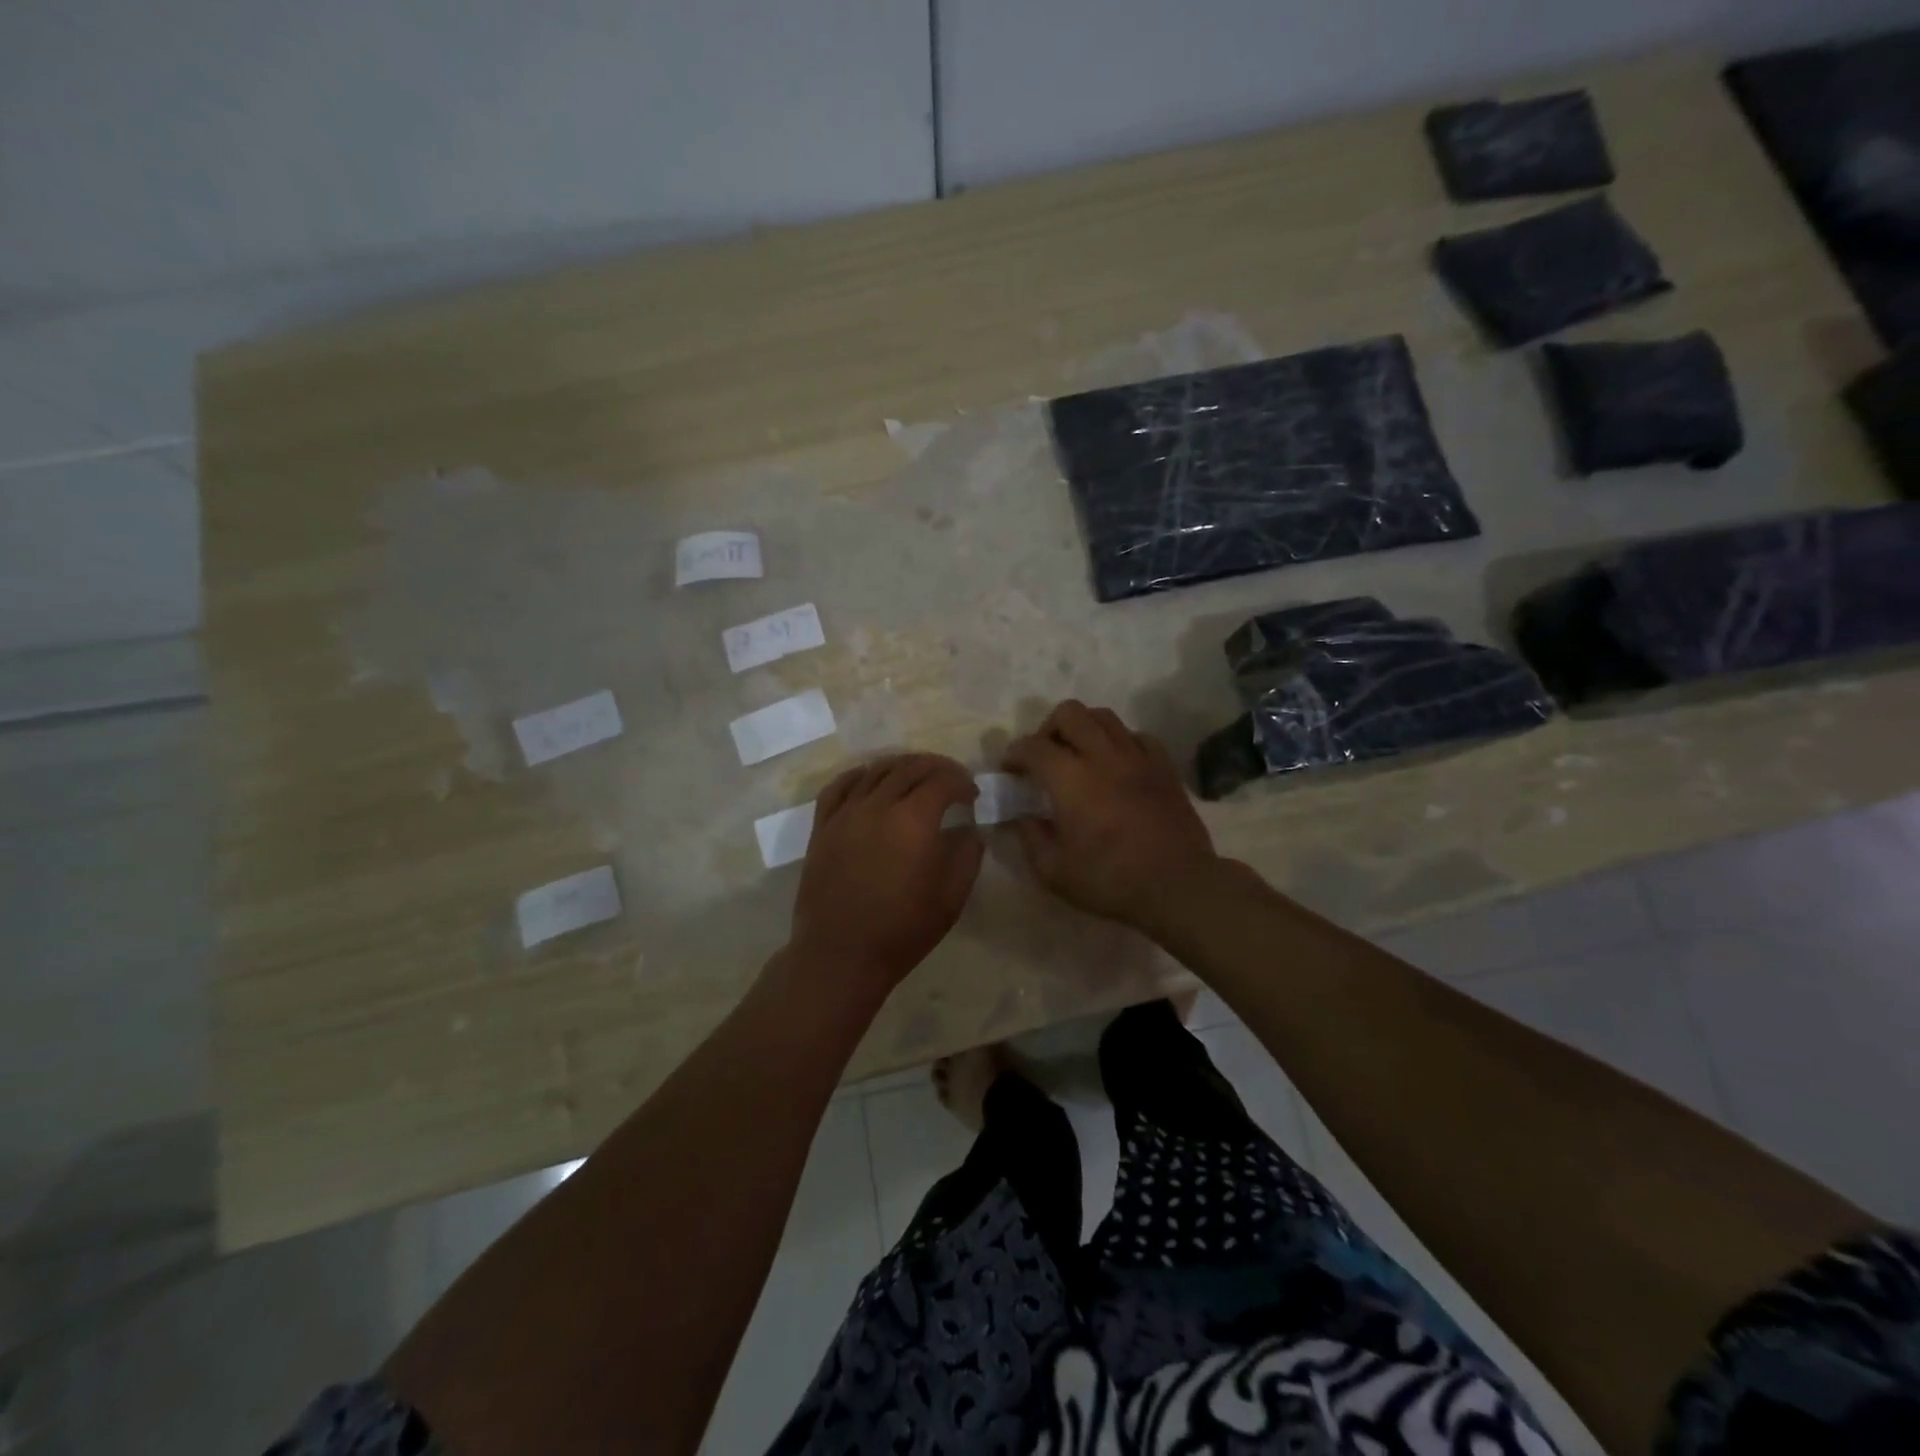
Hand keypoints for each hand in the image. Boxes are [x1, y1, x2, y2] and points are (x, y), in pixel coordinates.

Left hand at [788, 754, 983, 993]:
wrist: (840, 955)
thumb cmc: (903, 930)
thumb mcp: (952, 897)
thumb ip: (967, 855)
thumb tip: (969, 830)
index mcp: (914, 820)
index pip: (943, 780)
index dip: (962, 782)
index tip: (972, 795)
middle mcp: (877, 805)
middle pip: (910, 767)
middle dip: (936, 767)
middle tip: (950, 779)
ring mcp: (845, 813)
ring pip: (875, 770)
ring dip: (901, 766)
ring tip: (915, 776)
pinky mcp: (822, 827)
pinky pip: (838, 786)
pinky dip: (859, 775)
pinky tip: (869, 779)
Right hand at [1004, 700, 1219, 930]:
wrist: (1177, 886)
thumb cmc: (1110, 880)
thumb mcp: (1053, 871)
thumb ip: (1030, 837)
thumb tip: (1022, 816)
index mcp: (1070, 779)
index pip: (1033, 747)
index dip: (1014, 754)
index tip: (1009, 770)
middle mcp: (1102, 756)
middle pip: (1069, 713)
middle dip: (1048, 729)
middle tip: (1045, 757)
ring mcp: (1137, 757)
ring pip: (1104, 717)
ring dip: (1083, 728)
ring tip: (1079, 755)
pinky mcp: (1164, 766)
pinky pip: (1137, 736)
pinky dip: (1120, 742)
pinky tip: (1117, 764)